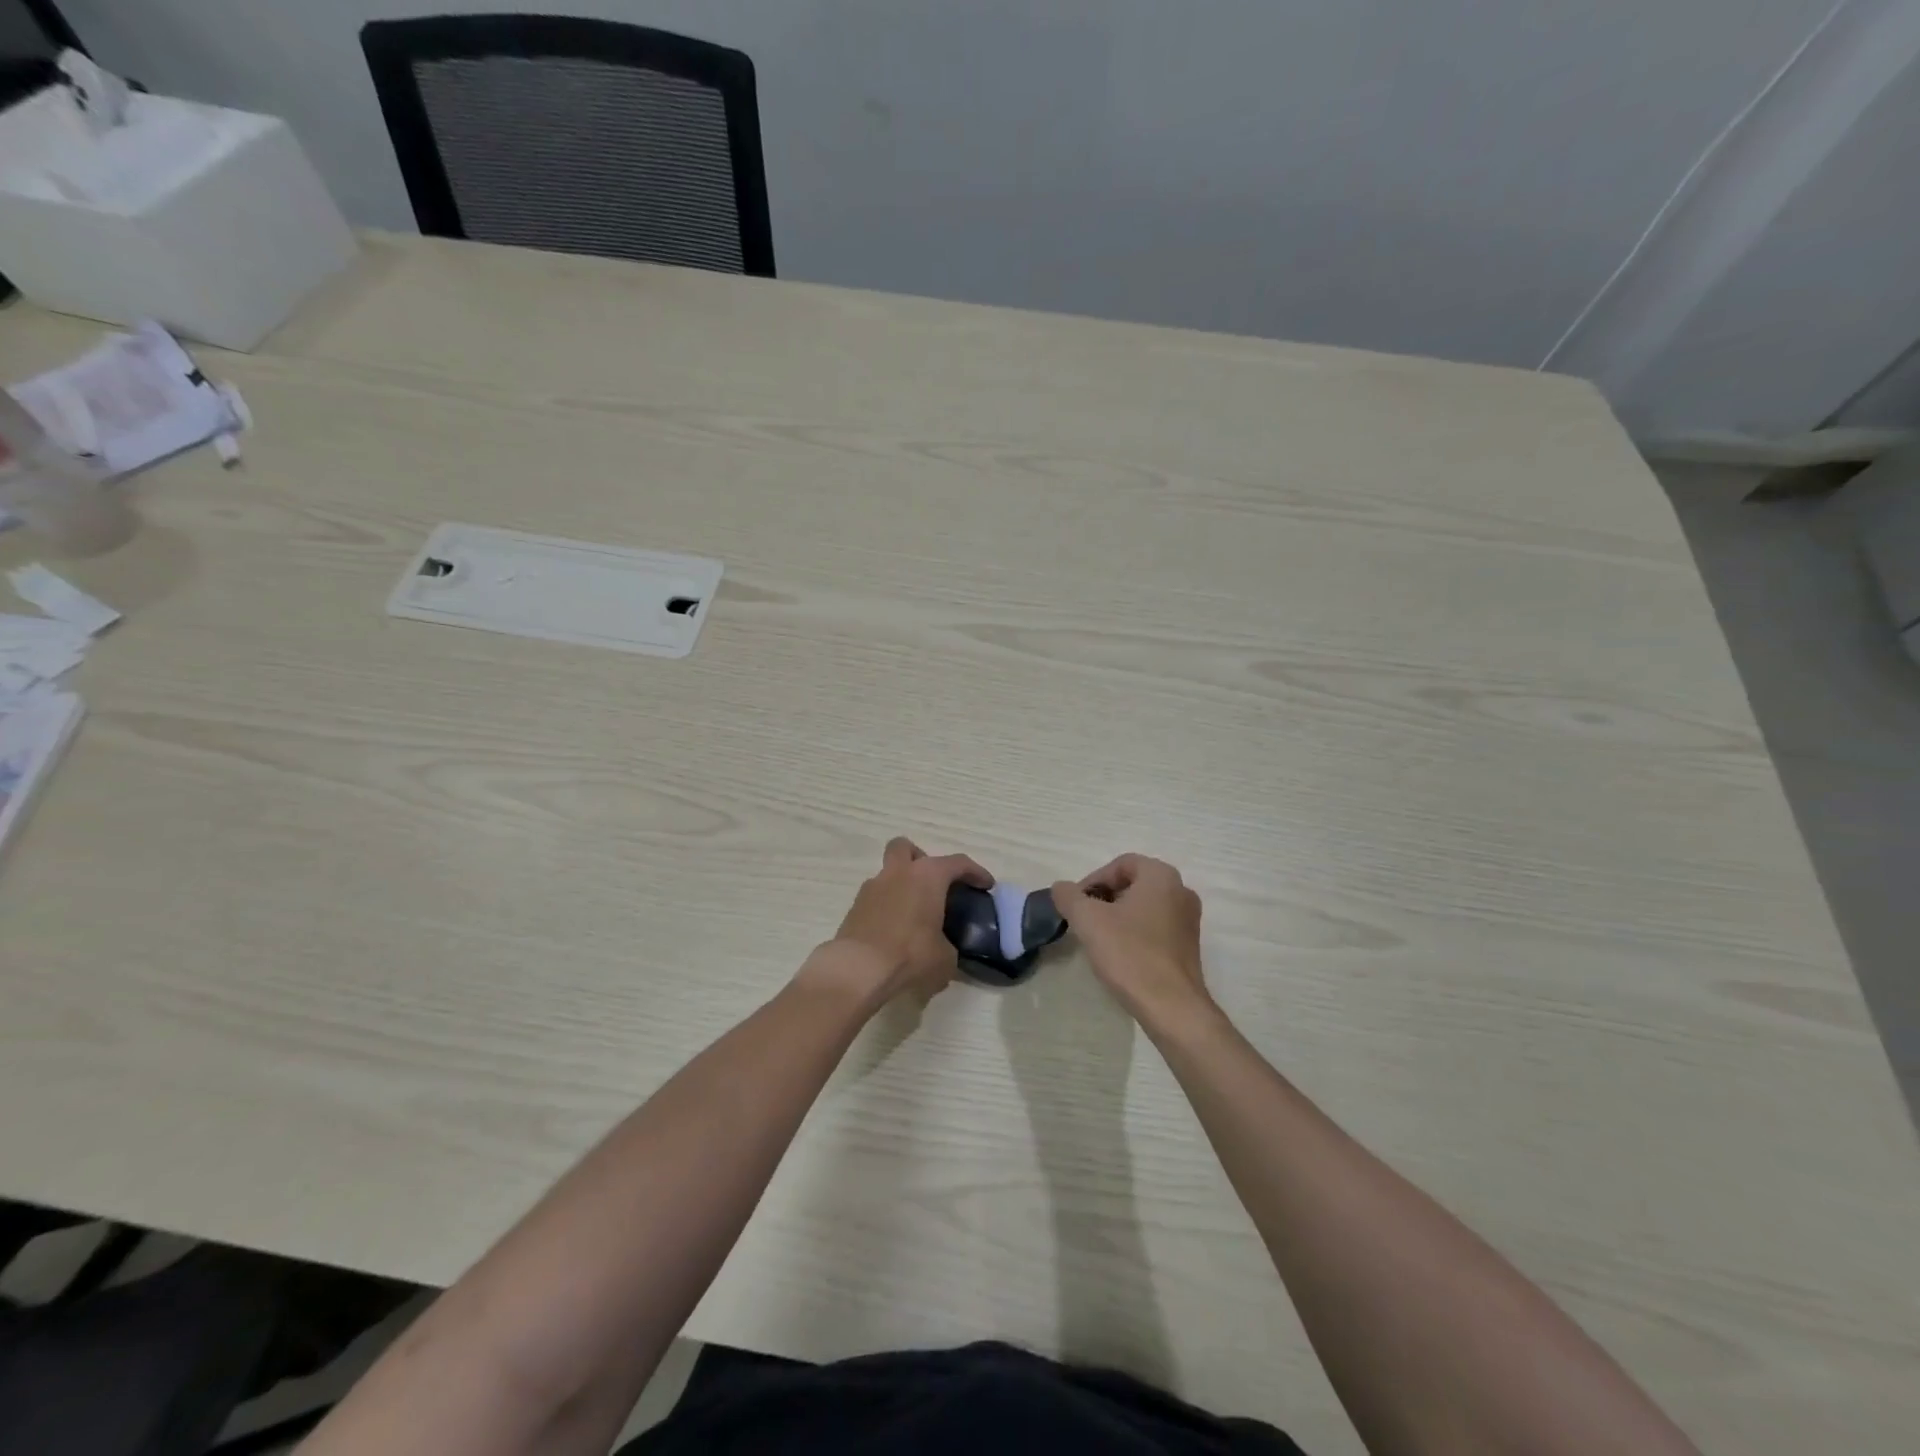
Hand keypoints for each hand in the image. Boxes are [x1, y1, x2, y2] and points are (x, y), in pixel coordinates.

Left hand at [805, 837, 991, 1007]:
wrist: (858, 969)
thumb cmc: (910, 955)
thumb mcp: (945, 959)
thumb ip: (949, 947)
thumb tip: (945, 950)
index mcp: (927, 876)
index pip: (958, 863)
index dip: (976, 872)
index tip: (986, 885)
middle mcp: (898, 873)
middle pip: (907, 848)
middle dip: (921, 860)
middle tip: (933, 885)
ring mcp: (872, 887)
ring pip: (889, 873)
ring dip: (901, 886)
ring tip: (913, 915)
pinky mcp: (854, 907)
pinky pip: (876, 898)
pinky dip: (887, 908)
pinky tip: (894, 931)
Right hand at [1052, 854, 1209, 1024]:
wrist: (1171, 1007)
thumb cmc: (1130, 954)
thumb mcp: (1088, 920)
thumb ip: (1069, 896)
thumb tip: (1060, 888)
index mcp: (1161, 876)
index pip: (1121, 864)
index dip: (1093, 880)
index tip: (1077, 904)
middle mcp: (1181, 890)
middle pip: (1133, 883)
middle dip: (1105, 898)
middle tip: (1085, 920)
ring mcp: (1189, 920)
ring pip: (1145, 906)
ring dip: (1119, 916)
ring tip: (1099, 938)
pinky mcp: (1189, 946)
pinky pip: (1156, 927)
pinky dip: (1136, 933)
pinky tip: (1121, 955)